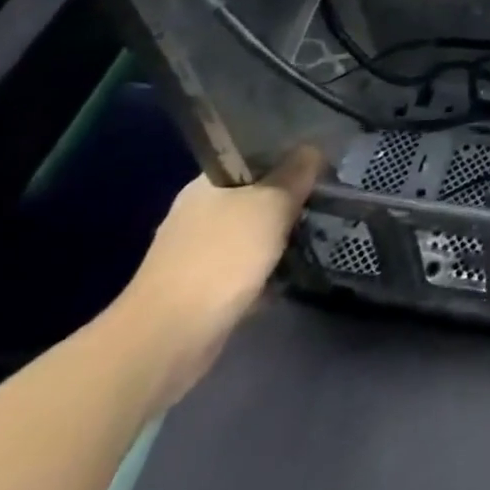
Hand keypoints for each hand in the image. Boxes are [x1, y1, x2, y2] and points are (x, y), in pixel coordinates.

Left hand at [113, 147, 322, 407]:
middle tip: (323, 204)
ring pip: (251, 233)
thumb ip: (296, 174)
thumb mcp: (271, 204)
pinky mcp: (200, 288)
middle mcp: (198, 212)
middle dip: (287, 201)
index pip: (254, 156)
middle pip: (255, 195)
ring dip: (278, 238)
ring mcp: (195, 253)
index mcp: (207, 184)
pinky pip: (243, 268)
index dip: (288, 159)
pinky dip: (264, 271)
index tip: (319, 169)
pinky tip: (288, 275)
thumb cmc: (222, 258)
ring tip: (313, 238)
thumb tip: (312, 150)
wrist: (167, 339)